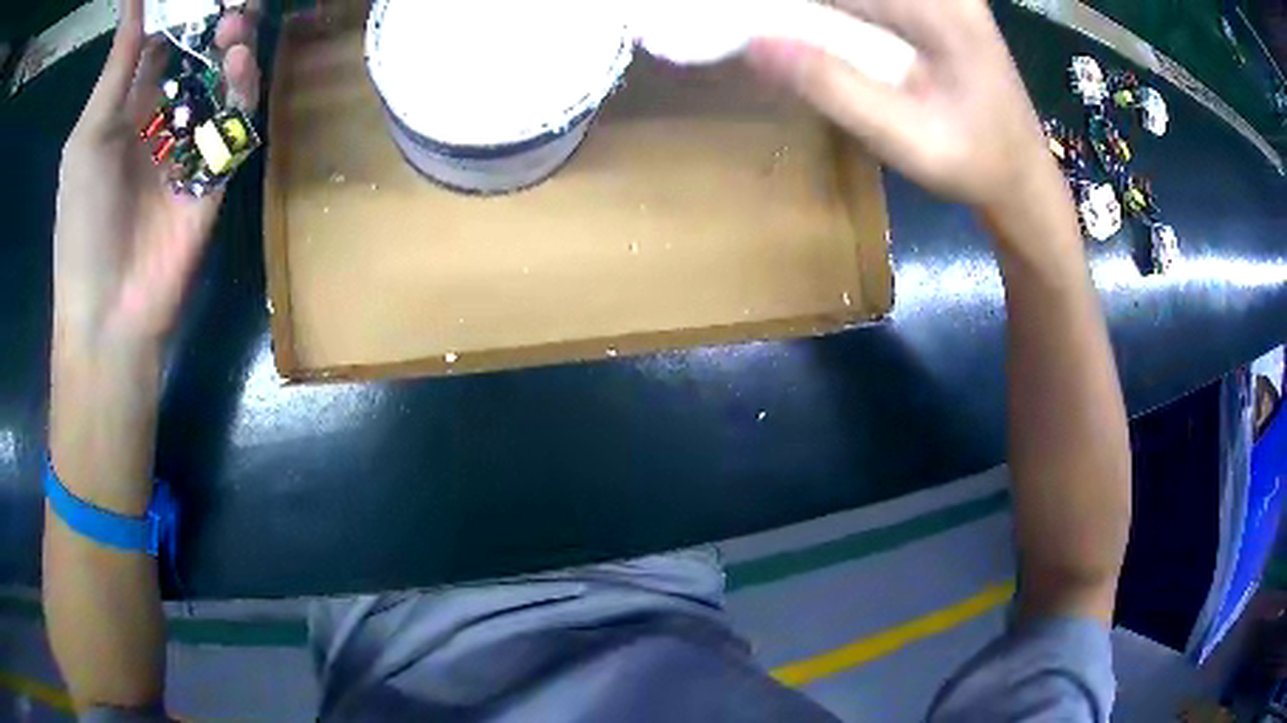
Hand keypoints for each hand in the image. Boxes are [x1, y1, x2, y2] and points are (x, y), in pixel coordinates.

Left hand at [54, 0, 260, 348]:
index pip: (160, 42)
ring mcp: (190, 144)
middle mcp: (161, 118)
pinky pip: (235, 120)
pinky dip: (241, 88)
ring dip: (232, 46)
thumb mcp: (88, 135)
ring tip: (238, 20)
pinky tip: (238, 63)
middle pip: (196, 55)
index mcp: (127, 109)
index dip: (179, 9)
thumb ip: (117, 63)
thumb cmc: (83, 223)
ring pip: (221, 79)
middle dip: (215, 21)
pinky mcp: (215, 172)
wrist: (111, 310)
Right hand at [746, 0, 1063, 220]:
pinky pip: (873, 1)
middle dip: (803, 10)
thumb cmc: (975, 164)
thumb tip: (754, 43)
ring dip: (818, 11)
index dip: (789, 7)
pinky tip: (814, 29)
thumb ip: (834, 87)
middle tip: (758, 28)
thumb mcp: (905, 138)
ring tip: (776, 30)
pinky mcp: (936, 4)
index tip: (751, 22)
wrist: (1022, 175)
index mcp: (940, 8)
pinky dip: (837, 12)